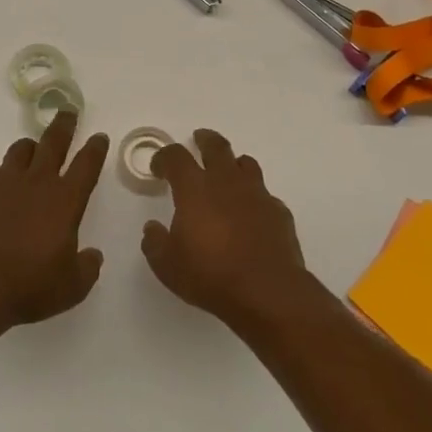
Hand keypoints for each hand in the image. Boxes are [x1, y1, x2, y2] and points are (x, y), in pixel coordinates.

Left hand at [0, 111, 109, 339]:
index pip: (87, 165)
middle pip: (53, 143)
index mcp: (66, 201)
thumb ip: (87, 267)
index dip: (95, 148)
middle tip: (68, 113)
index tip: (99, 137)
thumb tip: (92, 255)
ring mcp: (4, 183)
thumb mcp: (73, 287)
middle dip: (64, 126)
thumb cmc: (31, 287)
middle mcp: (37, 183)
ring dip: (29, 147)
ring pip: (20, 150)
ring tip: (32, 150)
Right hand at [143, 128, 308, 326]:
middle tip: (199, 139)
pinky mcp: (279, 212)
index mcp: (195, 189)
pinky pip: (264, 194)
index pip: (176, 157)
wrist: (267, 292)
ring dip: (233, 163)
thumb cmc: (210, 275)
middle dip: (205, 140)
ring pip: (246, 164)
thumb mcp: (167, 265)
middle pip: (216, 147)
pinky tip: (250, 213)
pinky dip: (254, 197)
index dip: (164, 157)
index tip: (158, 166)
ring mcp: (257, 195)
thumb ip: (155, 243)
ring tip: (227, 171)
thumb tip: (152, 229)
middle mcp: (227, 183)